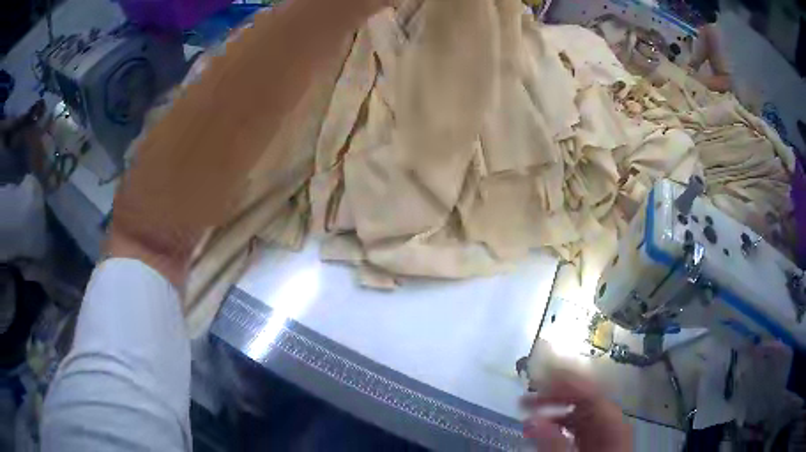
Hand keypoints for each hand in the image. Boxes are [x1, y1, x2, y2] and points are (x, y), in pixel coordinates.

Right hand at [521, 369, 630, 451]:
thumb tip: (531, 419)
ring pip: (578, 412)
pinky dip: (558, 423)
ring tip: (527, 412)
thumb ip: (553, 443)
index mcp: (612, 424)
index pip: (590, 393)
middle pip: (584, 399)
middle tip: (526, 396)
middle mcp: (609, 423)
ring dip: (553, 409)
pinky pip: (576, 426)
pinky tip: (541, 429)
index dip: (566, 381)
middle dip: (554, 394)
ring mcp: (602, 432)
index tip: (540, 376)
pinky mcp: (594, 442)